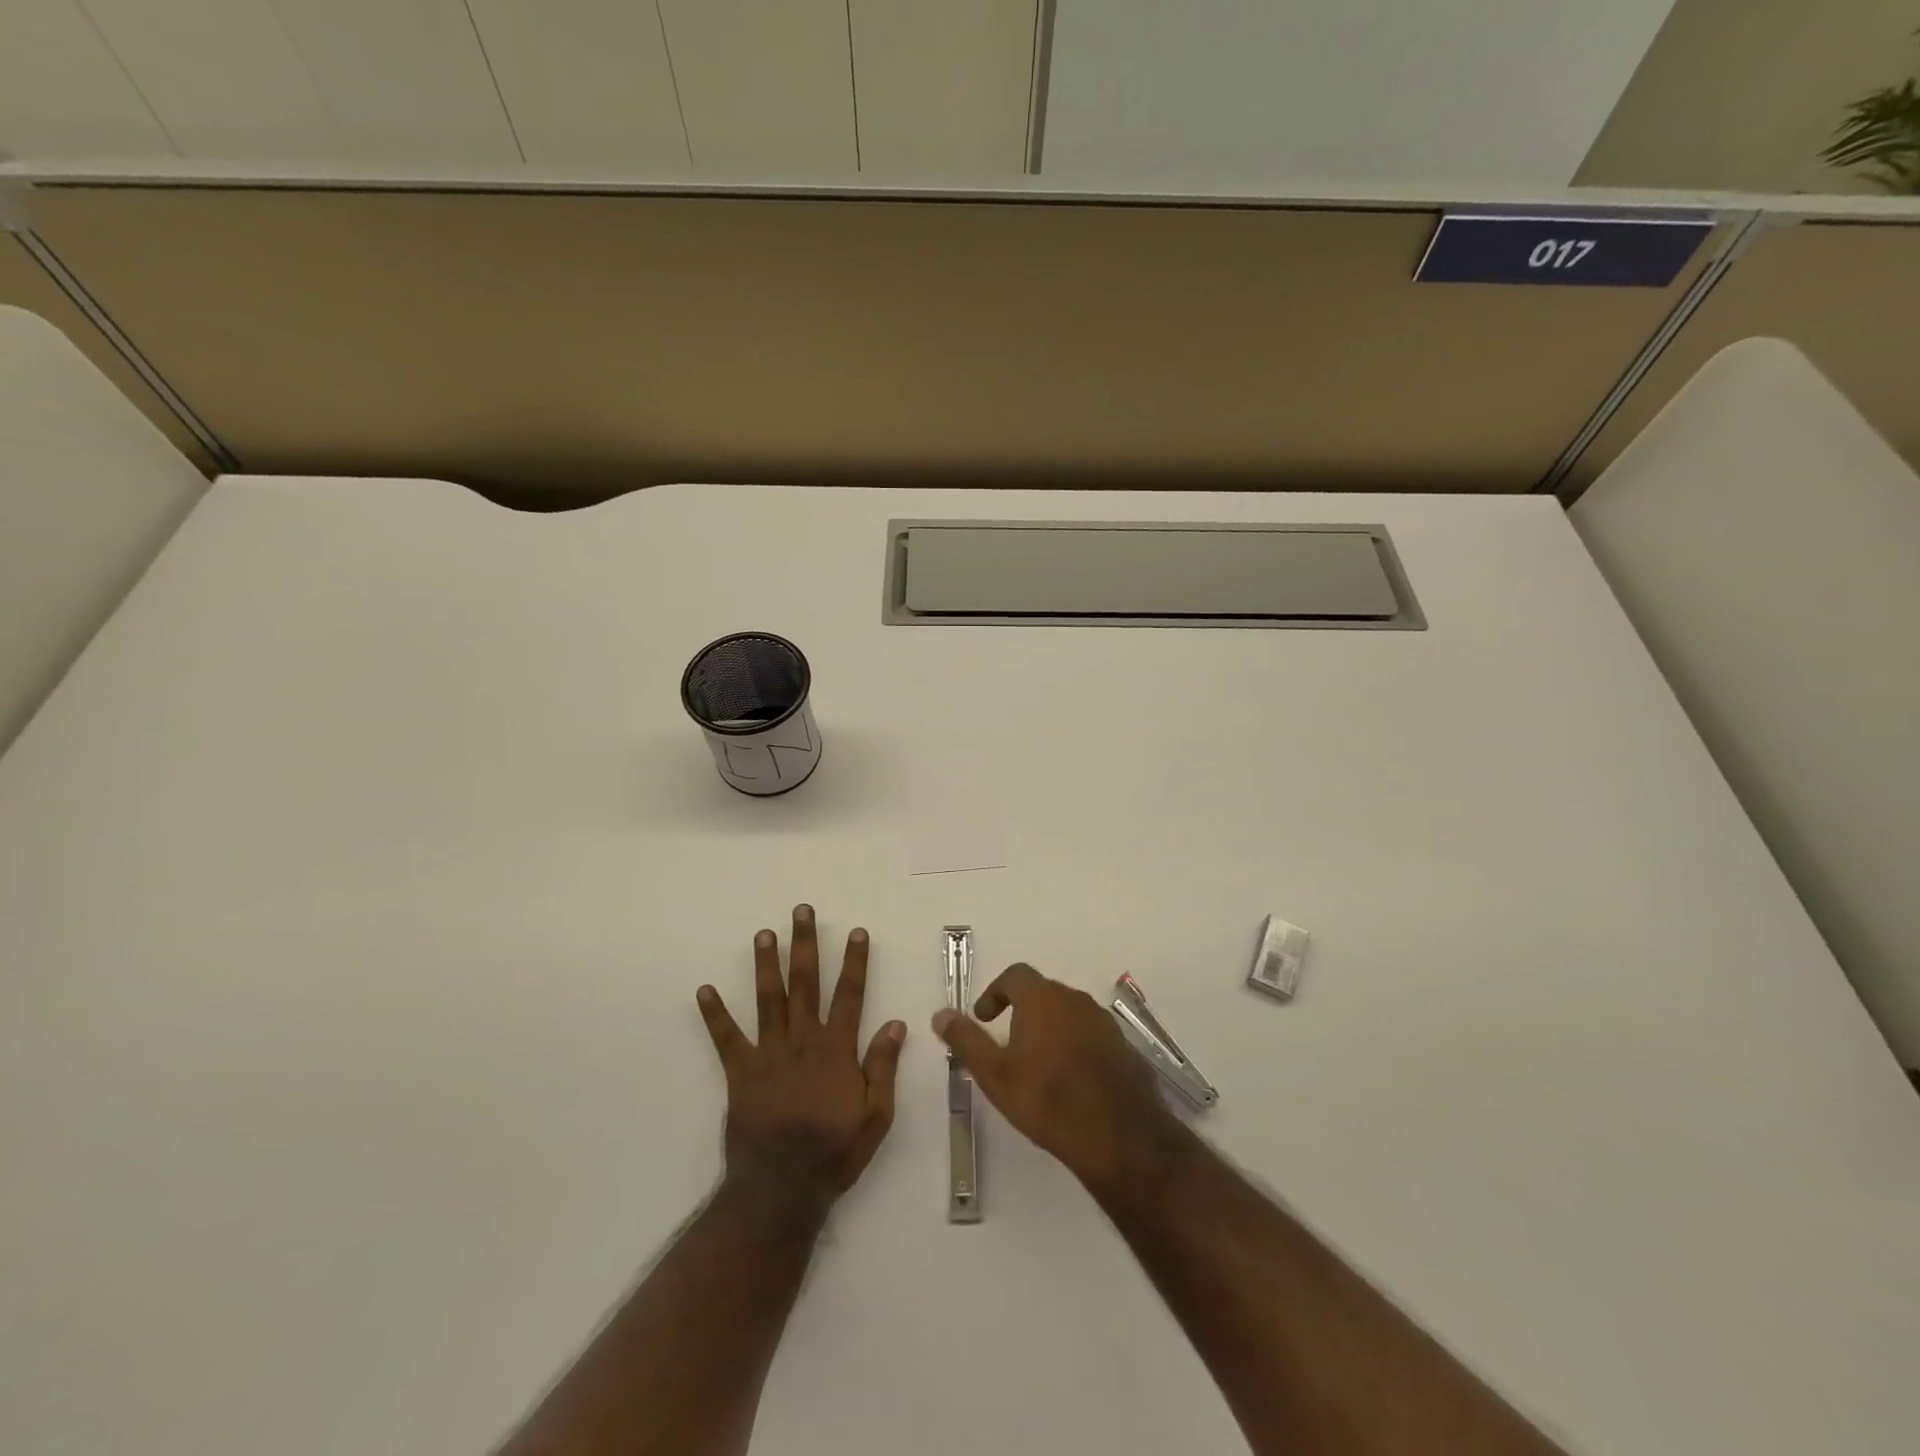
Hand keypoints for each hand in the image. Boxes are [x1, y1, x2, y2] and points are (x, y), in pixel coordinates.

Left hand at [697, 905, 905, 1208]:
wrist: (781, 1189)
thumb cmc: (834, 1152)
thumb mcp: (875, 1116)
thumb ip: (883, 1067)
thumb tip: (895, 1023)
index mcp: (836, 1050)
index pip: (849, 995)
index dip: (854, 962)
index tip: (855, 931)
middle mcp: (802, 1041)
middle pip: (805, 984)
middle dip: (805, 945)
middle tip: (802, 912)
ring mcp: (769, 1054)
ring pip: (768, 999)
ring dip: (767, 964)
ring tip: (764, 933)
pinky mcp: (741, 1072)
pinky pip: (726, 1039)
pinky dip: (715, 1014)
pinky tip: (704, 990)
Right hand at [932, 963, 1174, 1193]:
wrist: (1119, 1135)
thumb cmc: (1047, 1099)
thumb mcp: (995, 1074)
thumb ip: (966, 1040)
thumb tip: (940, 1014)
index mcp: (1042, 998)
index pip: (1014, 975)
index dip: (995, 992)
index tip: (984, 1018)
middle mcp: (1075, 999)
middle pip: (1043, 993)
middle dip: (1022, 1012)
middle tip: (1008, 1044)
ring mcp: (1104, 1022)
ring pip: (1069, 1015)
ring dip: (1050, 1030)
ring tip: (1038, 1066)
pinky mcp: (1124, 1047)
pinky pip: (1092, 1036)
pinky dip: (1076, 1047)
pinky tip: (1071, 1082)